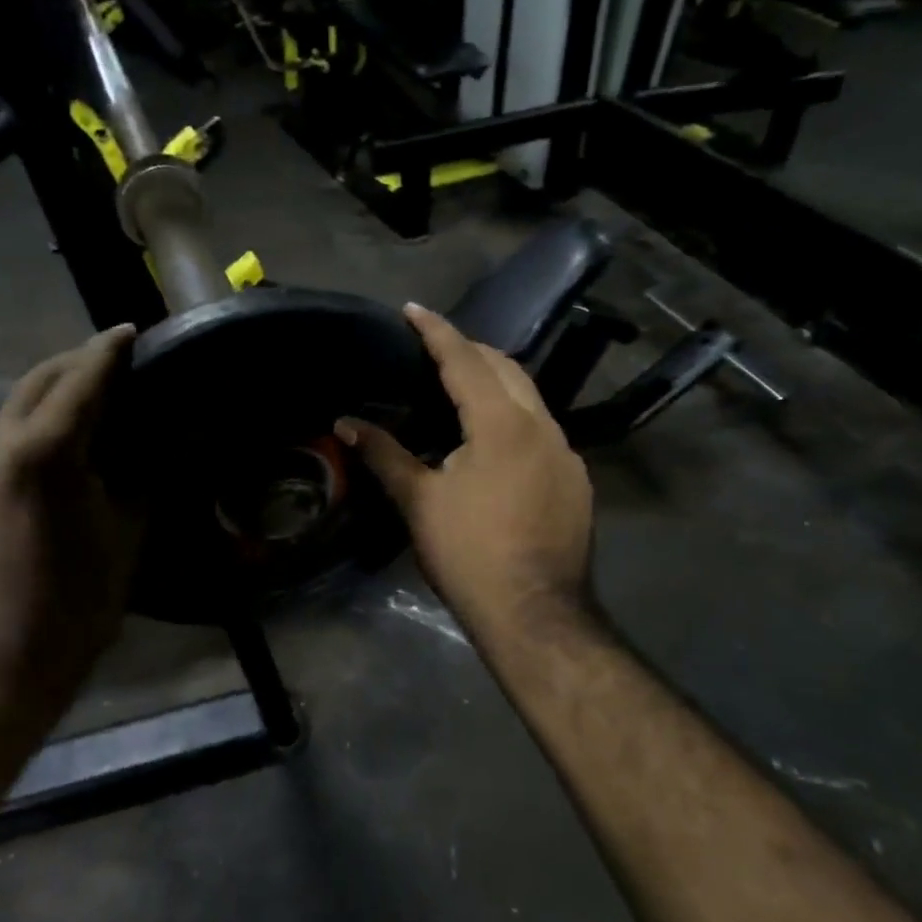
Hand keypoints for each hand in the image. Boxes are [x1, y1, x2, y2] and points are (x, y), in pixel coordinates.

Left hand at [0, 325, 142, 736]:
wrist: (8, 659)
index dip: (107, 352)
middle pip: (36, 382)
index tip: (129, 331)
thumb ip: (136, 473)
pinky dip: (21, 435)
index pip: (80, 382)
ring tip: (79, 399)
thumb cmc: (82, 598)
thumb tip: (146, 442)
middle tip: (108, 357)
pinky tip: (43, 454)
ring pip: (8, 411)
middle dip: (74, 362)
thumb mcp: (126, 529)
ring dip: (45, 396)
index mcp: (44, 454)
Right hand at [338, 304, 594, 637]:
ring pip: (530, 398)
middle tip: (435, 348)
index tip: (413, 309)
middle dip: (471, 350)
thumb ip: (384, 454)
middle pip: (506, 368)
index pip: (465, 360)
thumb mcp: (418, 501)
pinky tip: (495, 440)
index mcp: (502, 424)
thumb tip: (345, 423)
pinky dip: (515, 416)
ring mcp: (567, 454)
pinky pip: (543, 429)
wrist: (534, 613)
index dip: (437, 331)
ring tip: (462, 387)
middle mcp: (542, 426)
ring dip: (496, 382)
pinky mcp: (576, 480)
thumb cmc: (468, 553)